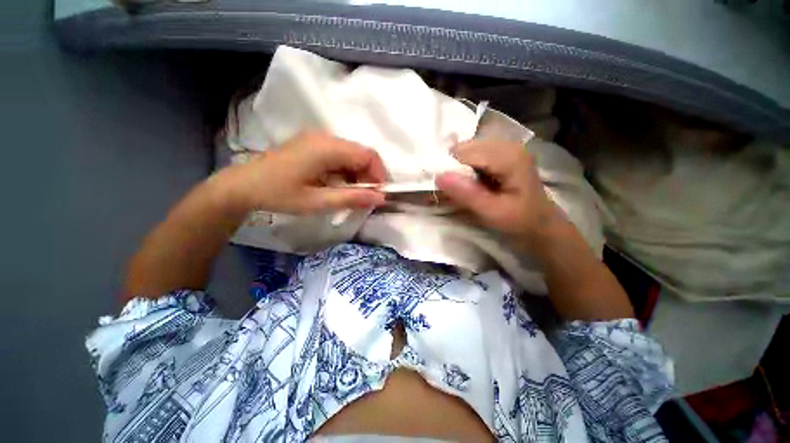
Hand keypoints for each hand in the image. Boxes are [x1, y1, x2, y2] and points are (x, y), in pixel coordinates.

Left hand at [223, 131, 386, 213]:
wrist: (242, 186)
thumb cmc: (279, 195)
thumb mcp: (317, 202)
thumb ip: (351, 198)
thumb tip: (380, 198)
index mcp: (327, 148)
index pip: (368, 155)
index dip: (379, 174)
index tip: (379, 194)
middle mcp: (325, 137)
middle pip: (361, 153)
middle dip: (369, 176)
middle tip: (366, 198)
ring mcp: (317, 139)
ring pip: (351, 155)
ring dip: (357, 175)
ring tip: (352, 195)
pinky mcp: (312, 145)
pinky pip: (339, 156)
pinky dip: (345, 172)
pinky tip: (337, 186)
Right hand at [436, 140, 558, 243]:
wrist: (541, 225)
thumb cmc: (519, 221)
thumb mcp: (492, 212)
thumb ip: (466, 194)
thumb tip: (438, 176)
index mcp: (509, 156)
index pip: (465, 153)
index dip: (450, 169)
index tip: (445, 190)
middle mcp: (507, 144)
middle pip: (465, 147)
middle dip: (453, 167)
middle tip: (456, 190)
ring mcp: (506, 147)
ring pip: (467, 150)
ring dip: (459, 168)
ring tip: (464, 187)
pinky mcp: (502, 153)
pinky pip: (474, 154)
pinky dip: (466, 167)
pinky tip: (472, 181)